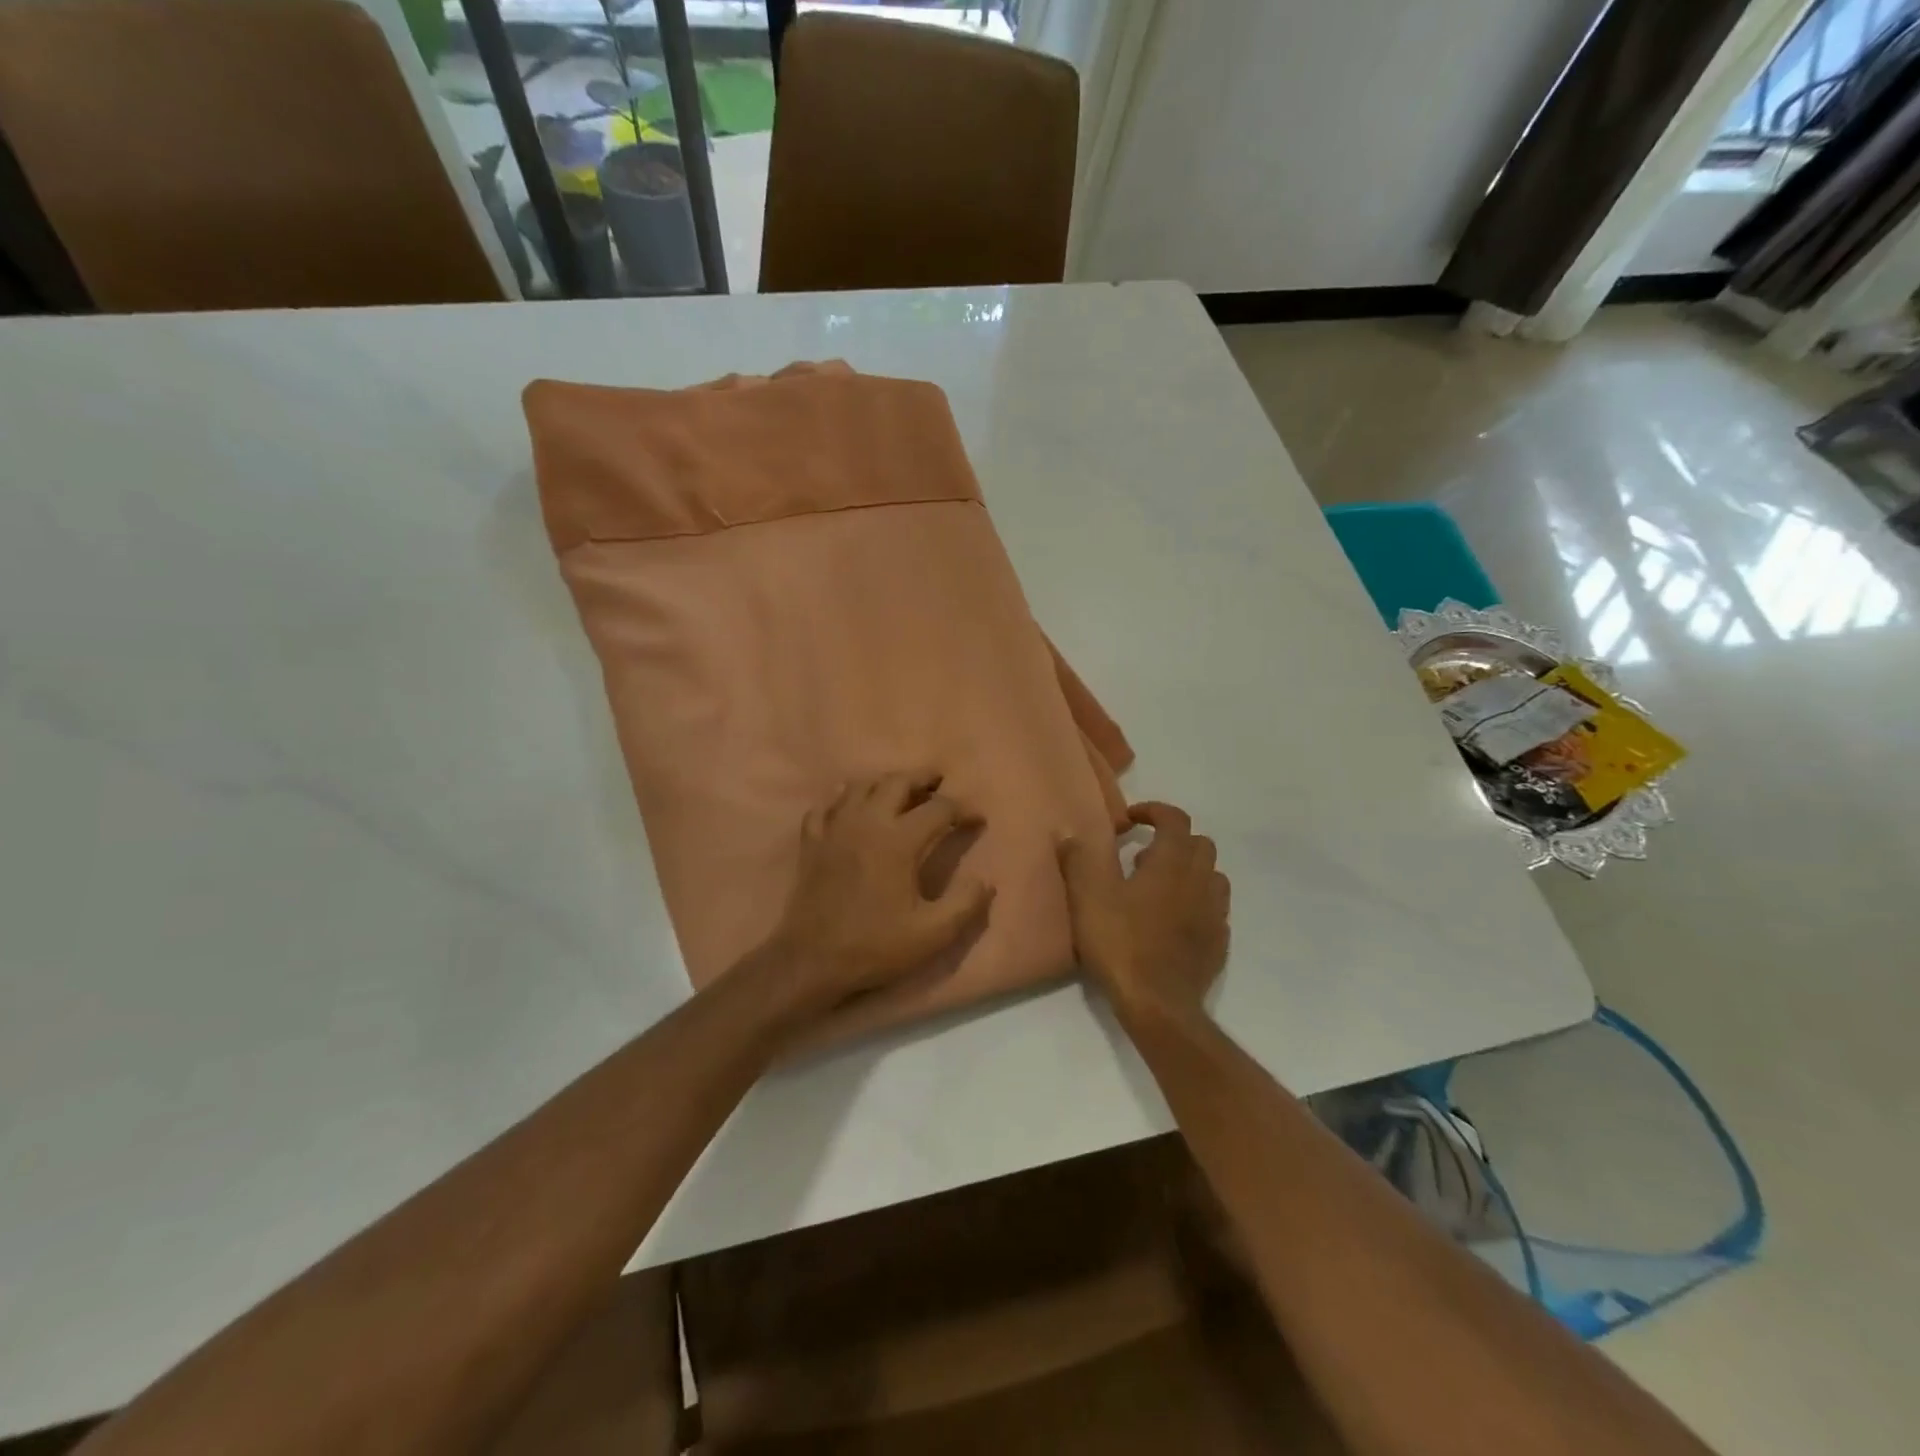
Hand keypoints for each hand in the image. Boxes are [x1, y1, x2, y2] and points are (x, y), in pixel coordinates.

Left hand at [761, 771, 992, 1020]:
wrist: (811, 960)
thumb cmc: (874, 946)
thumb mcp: (932, 934)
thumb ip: (965, 904)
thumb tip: (986, 880)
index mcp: (899, 841)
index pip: (939, 809)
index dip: (963, 809)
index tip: (977, 819)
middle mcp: (867, 823)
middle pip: (897, 782)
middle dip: (922, 778)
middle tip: (938, 781)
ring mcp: (834, 829)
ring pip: (860, 786)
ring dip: (884, 782)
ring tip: (900, 789)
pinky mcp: (812, 842)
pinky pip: (825, 806)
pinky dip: (840, 798)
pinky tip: (847, 803)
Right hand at [1058, 802, 1229, 1023]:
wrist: (1159, 1005)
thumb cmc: (1121, 944)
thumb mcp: (1088, 898)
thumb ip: (1079, 860)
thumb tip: (1070, 834)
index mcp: (1171, 863)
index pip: (1175, 819)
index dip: (1154, 811)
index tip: (1131, 820)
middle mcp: (1200, 881)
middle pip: (1201, 843)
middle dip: (1175, 840)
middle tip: (1143, 855)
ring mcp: (1214, 913)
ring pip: (1213, 876)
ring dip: (1191, 870)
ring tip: (1161, 886)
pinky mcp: (1219, 943)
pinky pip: (1214, 909)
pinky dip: (1197, 903)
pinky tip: (1174, 920)